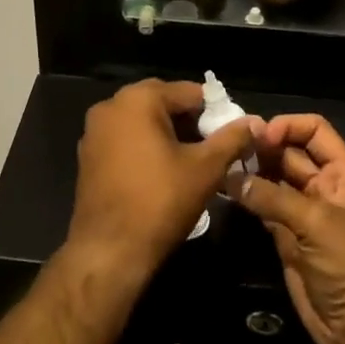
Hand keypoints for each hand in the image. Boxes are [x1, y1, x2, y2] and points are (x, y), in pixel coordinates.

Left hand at [68, 79, 259, 283]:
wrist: (109, 251)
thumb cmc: (160, 202)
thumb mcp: (205, 168)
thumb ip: (232, 139)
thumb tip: (256, 122)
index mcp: (138, 99)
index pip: (189, 92)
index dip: (216, 111)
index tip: (233, 134)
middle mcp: (111, 106)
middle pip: (163, 103)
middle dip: (191, 122)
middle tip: (214, 148)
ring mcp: (95, 131)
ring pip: (143, 122)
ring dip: (169, 134)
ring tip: (193, 161)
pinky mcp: (88, 155)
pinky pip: (125, 139)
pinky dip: (146, 147)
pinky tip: (164, 172)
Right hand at [227, 114, 344, 343]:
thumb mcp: (316, 223)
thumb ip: (273, 196)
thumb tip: (232, 177)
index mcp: (343, 174)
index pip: (316, 131)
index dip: (288, 127)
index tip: (260, 136)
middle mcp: (324, 186)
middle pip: (290, 152)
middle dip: (263, 147)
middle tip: (230, 146)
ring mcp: (304, 210)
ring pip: (274, 178)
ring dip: (251, 170)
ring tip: (222, 164)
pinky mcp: (287, 234)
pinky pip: (264, 205)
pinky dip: (247, 196)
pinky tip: (225, 188)